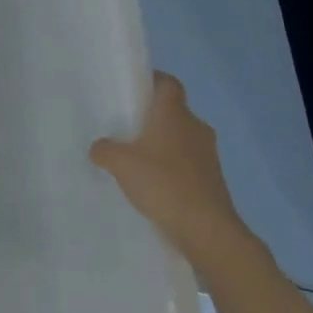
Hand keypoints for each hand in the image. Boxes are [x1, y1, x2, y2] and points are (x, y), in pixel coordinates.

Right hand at [91, 71, 254, 269]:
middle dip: (153, 117)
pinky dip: (173, 168)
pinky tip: (154, 184)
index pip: (168, 83)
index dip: (152, 81)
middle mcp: (196, 128)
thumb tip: (99, 148)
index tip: (133, 90)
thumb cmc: (163, 183)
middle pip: (174, 111)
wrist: (207, 230)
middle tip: (127, 127)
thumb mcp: (120, 163)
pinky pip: (189, 164)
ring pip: (182, 139)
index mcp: (175, 114)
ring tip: (138, 159)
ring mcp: (209, 155)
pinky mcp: (213, 180)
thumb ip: (104, 150)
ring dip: (164, 145)